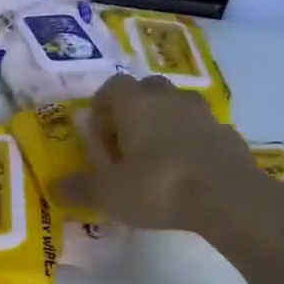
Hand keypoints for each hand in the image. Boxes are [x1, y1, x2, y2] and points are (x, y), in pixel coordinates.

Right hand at [58, 74, 261, 232]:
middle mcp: (167, 98)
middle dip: (134, 111)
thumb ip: (81, 188)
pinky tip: (187, 172)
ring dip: (165, 124)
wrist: (228, 196)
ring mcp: (202, 113)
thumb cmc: (158, 185)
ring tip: (157, 158)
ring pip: (176, 107)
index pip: (111, 87)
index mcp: (134, 102)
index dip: (102, 109)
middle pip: (145, 90)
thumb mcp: (110, 193)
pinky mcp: (227, 133)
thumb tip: (55, 188)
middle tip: (127, 145)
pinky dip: (191, 143)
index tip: (99, 138)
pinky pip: (201, 130)